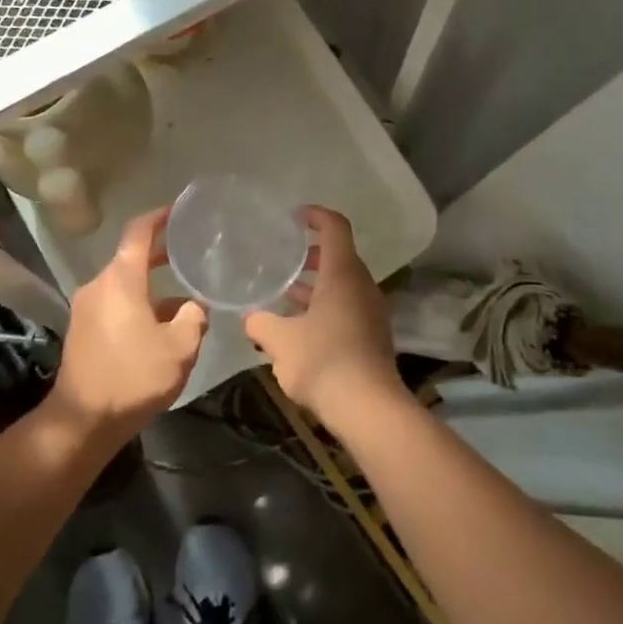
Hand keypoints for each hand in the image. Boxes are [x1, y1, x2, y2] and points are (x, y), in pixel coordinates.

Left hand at [48, 208, 205, 443]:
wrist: (83, 421)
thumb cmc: (133, 376)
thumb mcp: (180, 347)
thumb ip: (194, 318)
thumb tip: (194, 307)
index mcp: (121, 280)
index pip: (138, 232)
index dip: (159, 217)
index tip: (179, 211)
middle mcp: (99, 286)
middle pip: (131, 258)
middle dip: (161, 253)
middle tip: (191, 252)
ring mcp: (87, 308)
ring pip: (125, 285)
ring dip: (152, 287)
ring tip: (184, 298)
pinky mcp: (83, 331)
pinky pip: (115, 304)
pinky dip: (138, 305)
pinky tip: (161, 327)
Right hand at [245, 206, 408, 434]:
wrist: (369, 408)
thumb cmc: (323, 362)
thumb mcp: (280, 341)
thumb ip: (261, 323)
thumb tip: (249, 317)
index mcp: (342, 274)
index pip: (335, 227)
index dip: (316, 215)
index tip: (294, 217)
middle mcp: (361, 285)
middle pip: (339, 255)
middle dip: (311, 254)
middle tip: (283, 259)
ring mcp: (371, 310)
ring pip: (342, 284)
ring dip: (317, 284)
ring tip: (285, 293)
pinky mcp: (372, 334)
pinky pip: (347, 306)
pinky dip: (325, 305)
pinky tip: (301, 326)